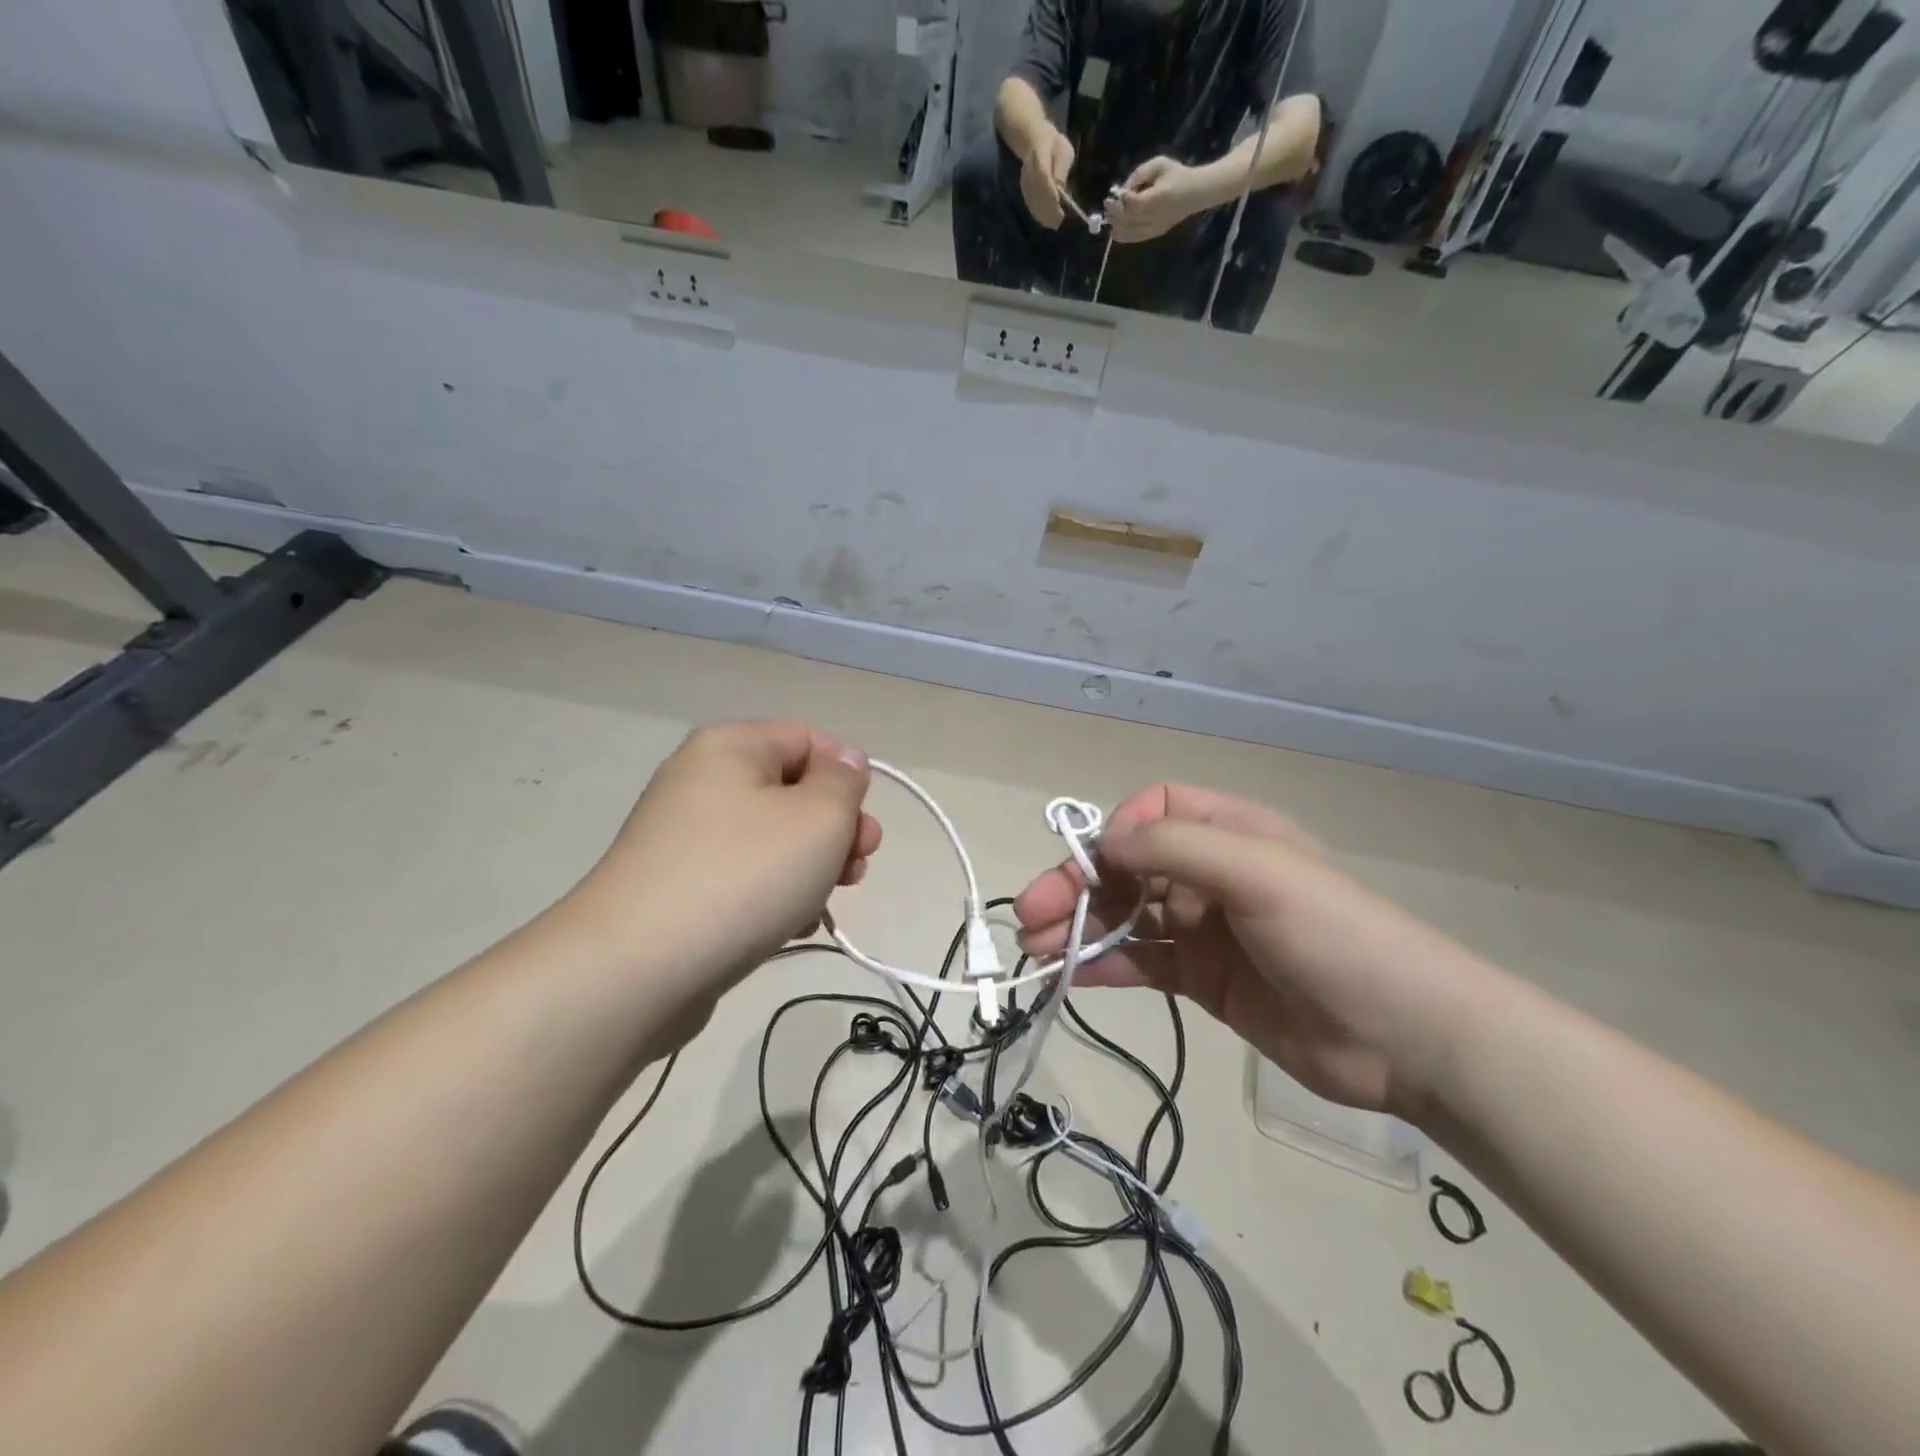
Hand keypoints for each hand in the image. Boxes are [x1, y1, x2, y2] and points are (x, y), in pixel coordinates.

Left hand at [566, 721, 879, 996]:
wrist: (636, 968)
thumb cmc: (742, 876)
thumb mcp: (819, 818)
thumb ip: (844, 782)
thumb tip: (843, 763)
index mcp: (730, 747)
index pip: (809, 739)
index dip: (846, 778)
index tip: (862, 828)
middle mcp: (701, 781)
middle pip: (792, 791)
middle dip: (835, 830)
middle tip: (856, 869)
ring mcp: (684, 836)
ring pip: (772, 839)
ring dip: (811, 867)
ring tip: (821, 905)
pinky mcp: (676, 886)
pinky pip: (743, 876)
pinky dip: (773, 895)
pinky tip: (788, 927)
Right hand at [1014, 784, 1509, 1117]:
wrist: (1409, 1039)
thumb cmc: (1337, 936)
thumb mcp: (1261, 873)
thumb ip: (1177, 848)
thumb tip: (1104, 841)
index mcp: (1230, 833)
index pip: (1153, 812)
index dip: (1118, 833)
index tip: (1099, 866)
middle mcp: (1211, 874)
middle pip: (1127, 868)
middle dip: (1077, 886)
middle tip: (1029, 915)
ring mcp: (1205, 929)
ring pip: (1126, 916)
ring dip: (1079, 927)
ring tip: (1033, 949)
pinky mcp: (1202, 979)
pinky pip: (1141, 962)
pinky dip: (1103, 964)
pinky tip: (1067, 976)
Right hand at [1019, 127, 1075, 228]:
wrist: (1032, 138)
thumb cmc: (1053, 144)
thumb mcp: (1064, 151)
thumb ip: (1062, 169)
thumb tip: (1061, 190)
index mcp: (1040, 160)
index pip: (1046, 184)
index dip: (1053, 201)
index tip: (1062, 213)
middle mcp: (1030, 174)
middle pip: (1038, 198)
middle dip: (1049, 213)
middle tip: (1059, 222)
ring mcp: (1025, 183)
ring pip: (1033, 204)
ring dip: (1044, 216)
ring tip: (1054, 224)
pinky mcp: (1024, 190)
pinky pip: (1030, 205)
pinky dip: (1039, 215)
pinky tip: (1046, 220)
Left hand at [1109, 157, 1208, 241]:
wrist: (1194, 193)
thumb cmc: (1176, 174)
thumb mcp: (1158, 164)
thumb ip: (1139, 174)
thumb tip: (1122, 190)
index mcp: (1157, 198)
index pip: (1133, 205)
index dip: (1119, 202)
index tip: (1110, 197)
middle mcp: (1154, 217)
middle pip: (1128, 220)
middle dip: (1114, 214)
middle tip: (1107, 206)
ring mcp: (1154, 228)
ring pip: (1129, 232)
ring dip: (1116, 225)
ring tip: (1110, 216)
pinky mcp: (1153, 234)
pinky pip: (1134, 238)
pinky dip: (1123, 235)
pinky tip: (1116, 229)